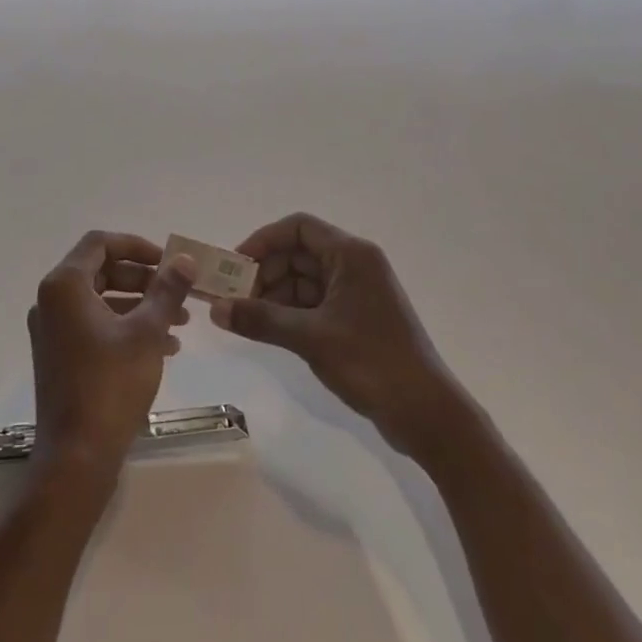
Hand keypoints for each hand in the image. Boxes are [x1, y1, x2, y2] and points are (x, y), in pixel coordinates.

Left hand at [28, 231, 193, 489]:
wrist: (77, 456)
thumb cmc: (110, 385)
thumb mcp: (146, 332)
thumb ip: (166, 290)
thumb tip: (184, 259)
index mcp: (64, 286)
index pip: (100, 243)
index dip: (137, 246)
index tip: (168, 261)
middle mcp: (51, 301)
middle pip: (102, 271)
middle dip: (144, 279)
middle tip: (178, 291)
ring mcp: (53, 330)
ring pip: (102, 300)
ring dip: (140, 305)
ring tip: (181, 322)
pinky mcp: (60, 355)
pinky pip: (96, 326)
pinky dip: (126, 327)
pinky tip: (164, 346)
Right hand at [212, 213, 461, 456]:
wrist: (427, 413)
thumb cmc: (371, 362)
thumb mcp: (310, 338)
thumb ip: (260, 319)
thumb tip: (215, 309)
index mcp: (350, 255)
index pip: (298, 227)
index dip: (263, 241)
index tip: (235, 266)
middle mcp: (355, 264)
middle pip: (298, 253)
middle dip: (265, 272)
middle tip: (234, 299)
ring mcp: (357, 292)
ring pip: (304, 280)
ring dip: (274, 295)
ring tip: (246, 318)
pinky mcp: (357, 318)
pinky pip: (315, 302)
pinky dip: (291, 312)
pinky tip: (269, 330)